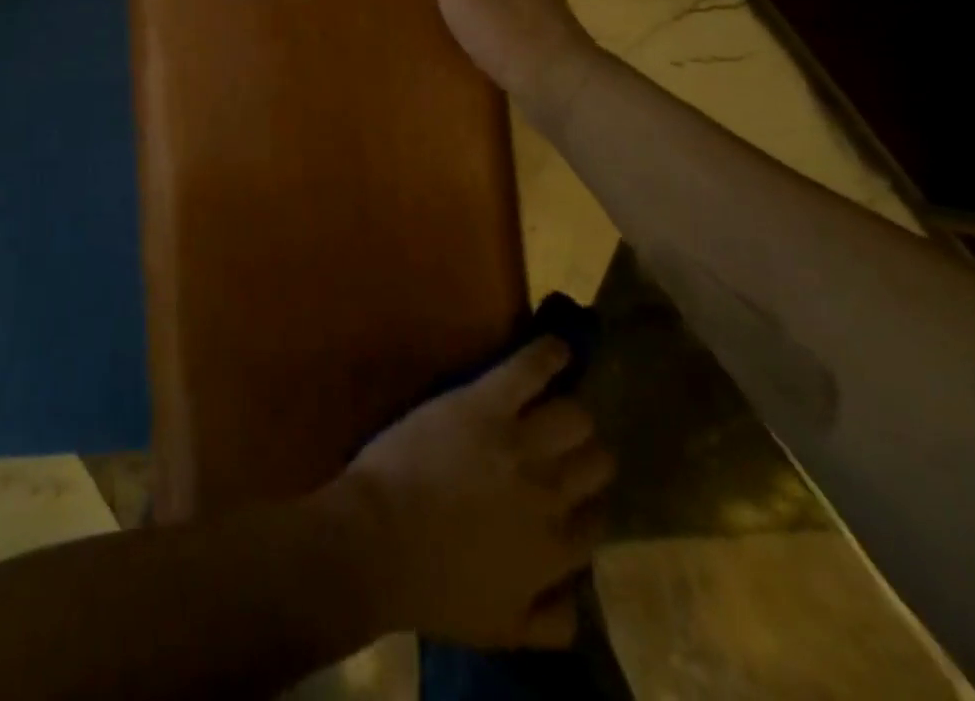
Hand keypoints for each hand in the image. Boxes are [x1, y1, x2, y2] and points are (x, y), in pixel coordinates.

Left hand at [333, 338, 614, 649]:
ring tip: (562, 399)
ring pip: (574, 417)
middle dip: (586, 454)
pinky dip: (548, 354)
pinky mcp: (485, 403)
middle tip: (565, 444)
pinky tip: (556, 346)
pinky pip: (529, 370)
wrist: (379, 540)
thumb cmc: (432, 587)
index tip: (573, 495)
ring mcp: (519, 443)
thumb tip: (577, 594)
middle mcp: (551, 493)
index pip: (596, 520)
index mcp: (556, 551)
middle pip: (595, 462)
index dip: (586, 504)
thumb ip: (550, 618)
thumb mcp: (503, 628)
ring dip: (571, 411)